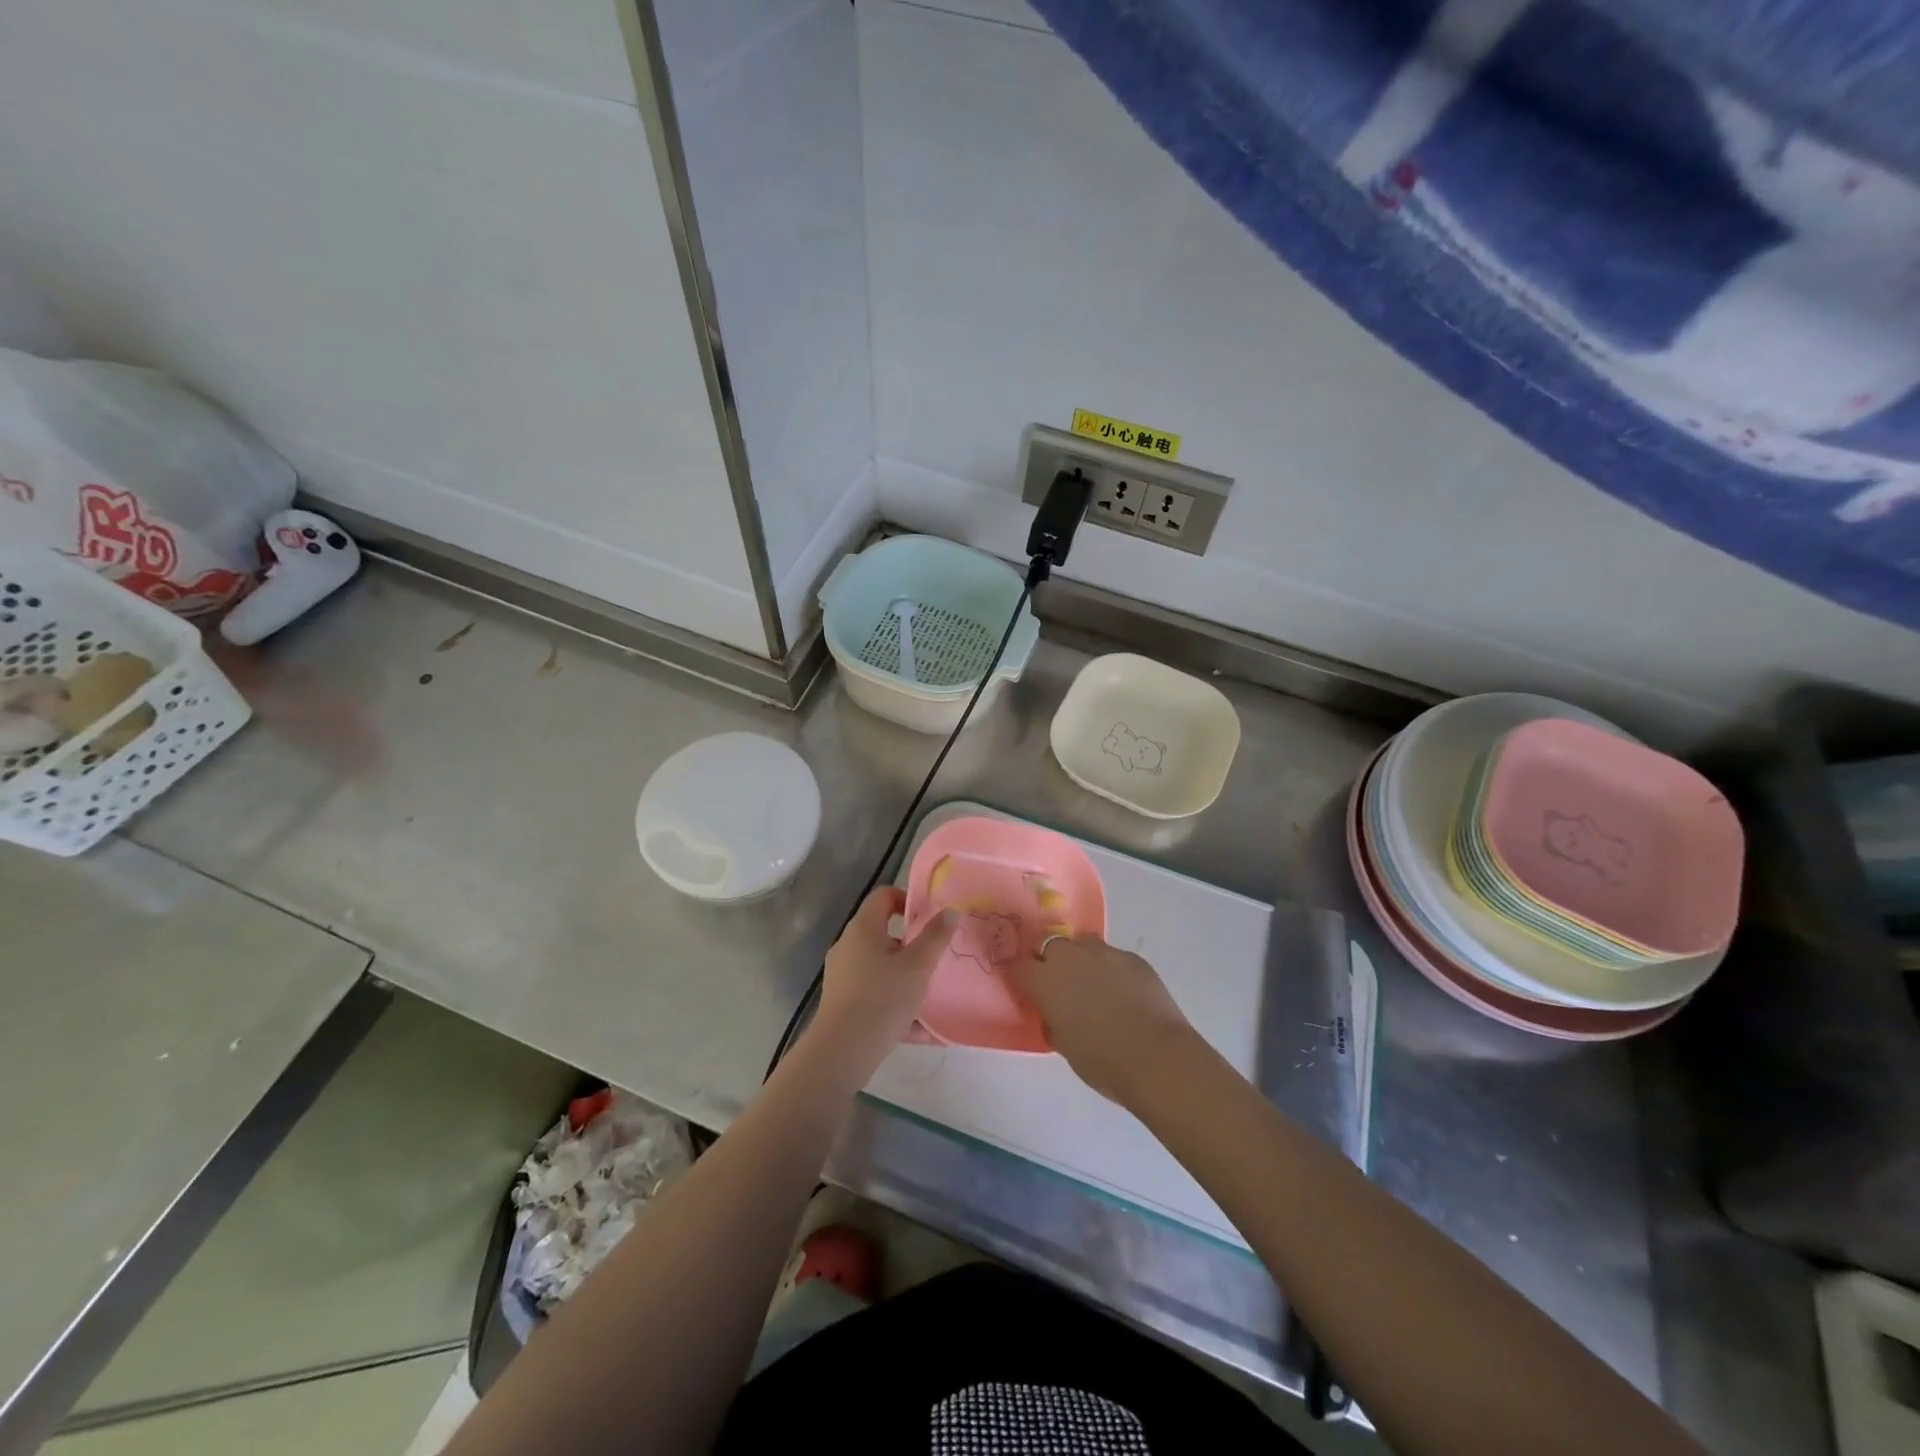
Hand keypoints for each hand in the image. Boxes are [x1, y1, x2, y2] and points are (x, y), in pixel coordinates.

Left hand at [809, 888, 956, 1069]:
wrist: (843, 1051)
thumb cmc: (882, 999)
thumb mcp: (918, 966)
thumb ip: (936, 936)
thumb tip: (950, 911)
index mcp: (863, 929)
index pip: (884, 896)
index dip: (908, 899)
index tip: (930, 918)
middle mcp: (848, 946)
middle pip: (884, 933)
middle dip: (912, 944)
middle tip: (936, 956)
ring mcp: (843, 976)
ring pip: (882, 967)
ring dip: (906, 977)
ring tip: (932, 993)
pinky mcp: (843, 1003)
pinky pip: (876, 994)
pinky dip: (896, 1003)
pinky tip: (921, 1029)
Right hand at [1004, 935, 1197, 1104]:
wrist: (1155, 1056)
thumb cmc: (1102, 1061)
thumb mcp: (1065, 1047)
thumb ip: (1054, 1023)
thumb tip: (1056, 1015)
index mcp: (1046, 981)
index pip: (1019, 964)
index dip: (1021, 974)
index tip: (1027, 987)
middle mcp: (1071, 958)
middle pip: (1049, 944)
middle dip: (1050, 959)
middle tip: (1060, 984)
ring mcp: (1104, 954)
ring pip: (1083, 943)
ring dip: (1081, 958)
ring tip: (1093, 983)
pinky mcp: (1133, 958)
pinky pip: (1113, 956)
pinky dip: (1112, 969)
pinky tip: (1124, 993)